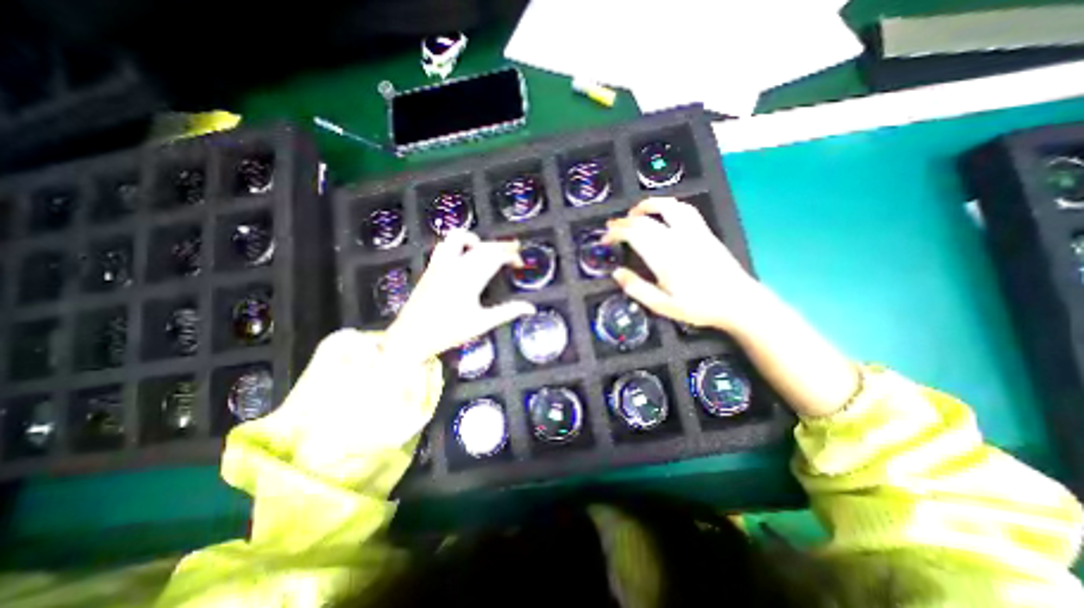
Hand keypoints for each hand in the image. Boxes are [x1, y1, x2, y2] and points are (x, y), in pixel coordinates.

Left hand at [383, 230, 535, 363]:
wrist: (411, 336)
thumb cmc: (448, 331)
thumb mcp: (481, 323)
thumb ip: (507, 312)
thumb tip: (530, 308)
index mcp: (470, 279)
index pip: (495, 257)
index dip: (510, 255)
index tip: (519, 262)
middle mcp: (455, 266)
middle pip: (482, 246)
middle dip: (500, 246)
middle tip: (513, 252)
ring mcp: (440, 264)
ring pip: (458, 238)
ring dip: (477, 240)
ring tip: (487, 250)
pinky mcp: (431, 267)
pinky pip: (445, 245)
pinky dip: (459, 244)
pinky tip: (464, 256)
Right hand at [606, 197, 765, 332]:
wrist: (738, 302)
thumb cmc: (698, 307)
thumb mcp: (662, 306)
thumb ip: (637, 288)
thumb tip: (616, 273)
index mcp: (664, 257)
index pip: (633, 234)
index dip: (615, 233)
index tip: (605, 240)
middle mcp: (676, 238)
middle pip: (644, 220)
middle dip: (623, 222)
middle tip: (611, 228)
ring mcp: (692, 232)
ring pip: (666, 207)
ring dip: (646, 206)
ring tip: (634, 213)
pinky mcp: (704, 231)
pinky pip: (684, 209)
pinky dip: (668, 206)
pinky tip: (663, 212)